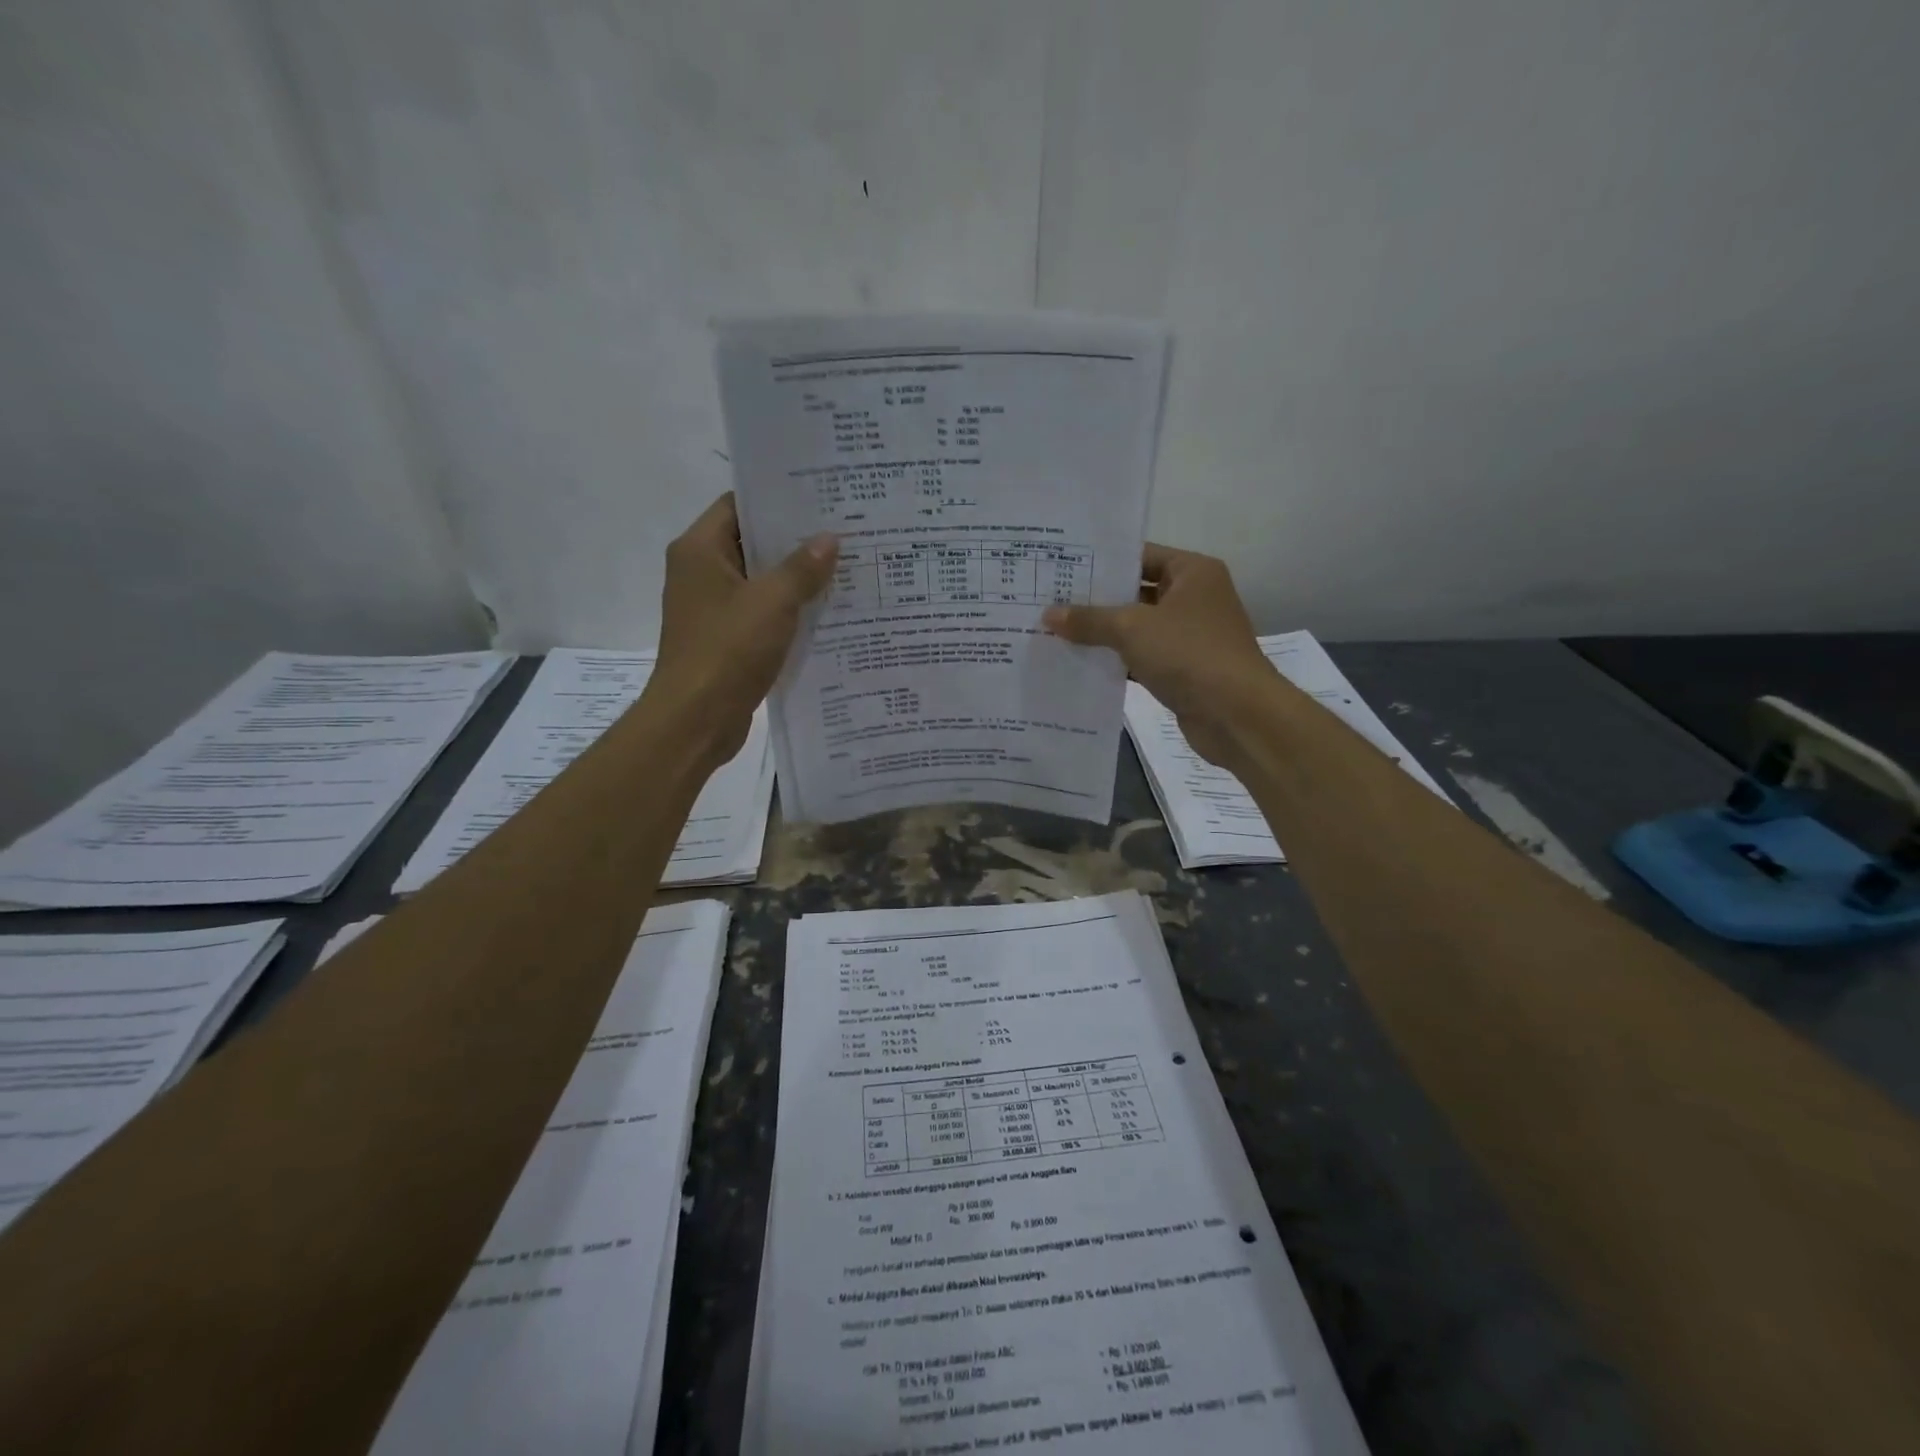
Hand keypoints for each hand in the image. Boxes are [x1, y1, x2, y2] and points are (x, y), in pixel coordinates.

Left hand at [652, 494, 837, 764]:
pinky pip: (762, 614)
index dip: (778, 500)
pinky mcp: (726, 639)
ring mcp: (713, 608)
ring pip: (760, 582)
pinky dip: (789, 611)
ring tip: (844, 569)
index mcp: (700, 550)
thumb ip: (802, 568)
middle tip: (844, 532)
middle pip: (752, 544)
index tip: (821, 499)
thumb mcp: (772, 602)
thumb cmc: (727, 650)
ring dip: (796, 579)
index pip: (739, 505)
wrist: (695, 720)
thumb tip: (829, 538)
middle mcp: (701, 572)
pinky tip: (828, 612)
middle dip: (796, 541)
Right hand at [1043, 543, 1275, 768]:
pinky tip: (1079, 664)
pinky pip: (1141, 657)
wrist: (1237, 715)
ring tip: (1055, 631)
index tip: (1062, 567)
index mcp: (1192, 572)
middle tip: (1048, 599)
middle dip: (1095, 599)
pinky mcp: (1182, 669)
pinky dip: (1116, 661)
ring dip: (1102, 633)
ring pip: (1136, 627)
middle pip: (1135, 591)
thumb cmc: (1189, 654)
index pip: (1140, 555)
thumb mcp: (1131, 629)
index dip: (1102, 561)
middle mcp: (1193, 598)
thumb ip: (1089, 619)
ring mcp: (1189, 635)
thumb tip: (1047, 615)